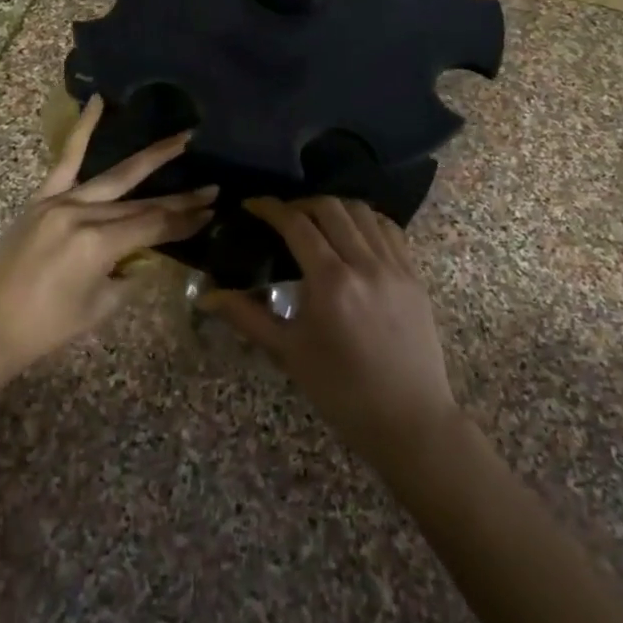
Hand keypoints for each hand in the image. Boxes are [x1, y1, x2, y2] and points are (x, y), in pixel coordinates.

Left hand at [0, 96, 215, 371]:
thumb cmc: (46, 327)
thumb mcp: (100, 306)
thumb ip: (127, 273)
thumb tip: (147, 253)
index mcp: (99, 245)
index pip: (155, 226)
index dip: (185, 221)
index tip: (211, 212)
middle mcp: (83, 214)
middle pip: (142, 202)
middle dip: (180, 197)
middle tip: (212, 187)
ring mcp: (60, 201)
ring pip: (115, 176)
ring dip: (152, 158)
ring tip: (182, 139)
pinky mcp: (41, 198)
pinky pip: (66, 158)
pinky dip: (84, 128)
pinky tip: (99, 102)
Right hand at [205, 197, 460, 468]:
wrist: (408, 419)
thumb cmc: (341, 391)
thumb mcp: (289, 353)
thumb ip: (247, 316)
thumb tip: (208, 296)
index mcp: (330, 282)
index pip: (296, 224)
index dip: (270, 208)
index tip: (252, 204)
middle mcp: (364, 264)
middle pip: (330, 208)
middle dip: (301, 203)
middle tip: (282, 216)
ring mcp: (395, 266)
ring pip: (363, 212)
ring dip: (334, 207)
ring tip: (316, 220)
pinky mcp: (414, 275)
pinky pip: (390, 230)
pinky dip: (367, 220)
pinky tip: (354, 232)